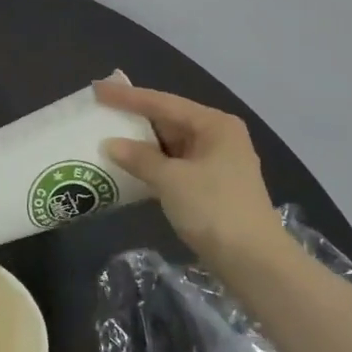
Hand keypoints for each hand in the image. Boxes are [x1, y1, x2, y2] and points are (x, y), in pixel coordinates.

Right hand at [95, 80, 283, 272]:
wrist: (254, 263)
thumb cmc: (214, 210)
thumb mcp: (172, 180)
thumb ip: (139, 158)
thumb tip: (110, 144)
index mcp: (214, 124)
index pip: (163, 102)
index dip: (127, 96)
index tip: (97, 88)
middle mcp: (218, 137)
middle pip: (168, 120)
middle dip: (134, 118)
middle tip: (100, 110)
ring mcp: (216, 163)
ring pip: (170, 145)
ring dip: (141, 144)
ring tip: (106, 136)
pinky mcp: (210, 187)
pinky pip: (174, 166)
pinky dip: (152, 165)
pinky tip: (128, 167)